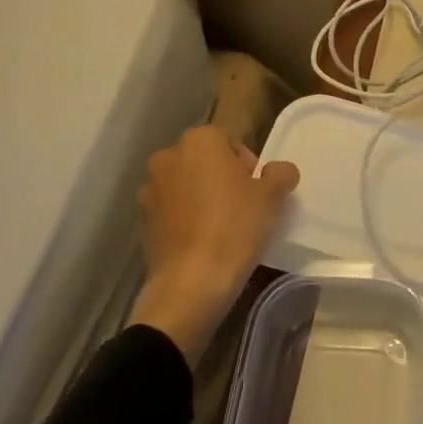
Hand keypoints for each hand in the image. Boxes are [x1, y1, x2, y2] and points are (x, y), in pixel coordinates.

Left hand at [127, 125, 299, 361]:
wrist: (191, 283)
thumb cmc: (235, 227)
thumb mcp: (272, 196)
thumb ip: (280, 173)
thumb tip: (279, 171)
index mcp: (199, 140)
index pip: (229, 142)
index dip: (246, 165)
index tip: (256, 190)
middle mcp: (168, 157)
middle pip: (204, 161)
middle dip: (221, 177)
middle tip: (241, 206)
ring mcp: (150, 189)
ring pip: (185, 185)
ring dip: (200, 197)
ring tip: (220, 226)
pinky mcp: (141, 221)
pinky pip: (171, 210)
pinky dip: (184, 218)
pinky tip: (201, 241)